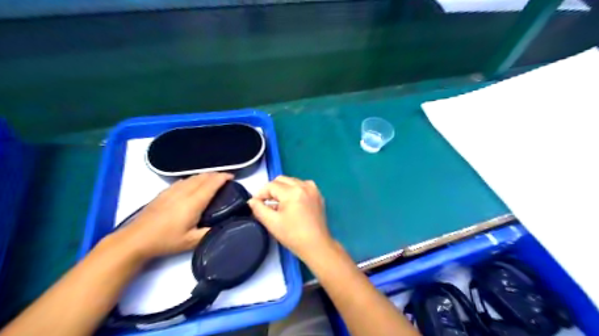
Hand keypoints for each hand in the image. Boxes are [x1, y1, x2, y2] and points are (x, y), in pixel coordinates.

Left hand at [111, 172, 232, 261]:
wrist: (135, 239)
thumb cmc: (166, 240)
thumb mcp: (191, 242)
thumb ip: (210, 233)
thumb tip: (224, 226)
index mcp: (193, 202)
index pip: (211, 183)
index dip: (223, 177)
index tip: (232, 177)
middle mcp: (184, 192)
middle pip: (203, 176)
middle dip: (216, 174)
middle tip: (226, 179)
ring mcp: (172, 190)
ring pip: (193, 177)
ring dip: (205, 176)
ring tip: (213, 181)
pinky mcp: (164, 192)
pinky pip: (183, 180)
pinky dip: (194, 179)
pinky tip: (194, 185)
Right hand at [245, 176, 334, 261]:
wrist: (317, 245)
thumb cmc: (293, 235)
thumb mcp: (272, 223)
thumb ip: (259, 209)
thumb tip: (252, 201)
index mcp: (293, 192)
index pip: (271, 186)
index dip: (260, 193)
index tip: (255, 203)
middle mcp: (304, 186)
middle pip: (281, 180)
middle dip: (271, 190)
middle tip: (265, 203)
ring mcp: (313, 189)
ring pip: (291, 181)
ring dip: (282, 189)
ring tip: (278, 204)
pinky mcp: (318, 195)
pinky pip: (302, 186)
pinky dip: (294, 190)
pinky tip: (291, 203)